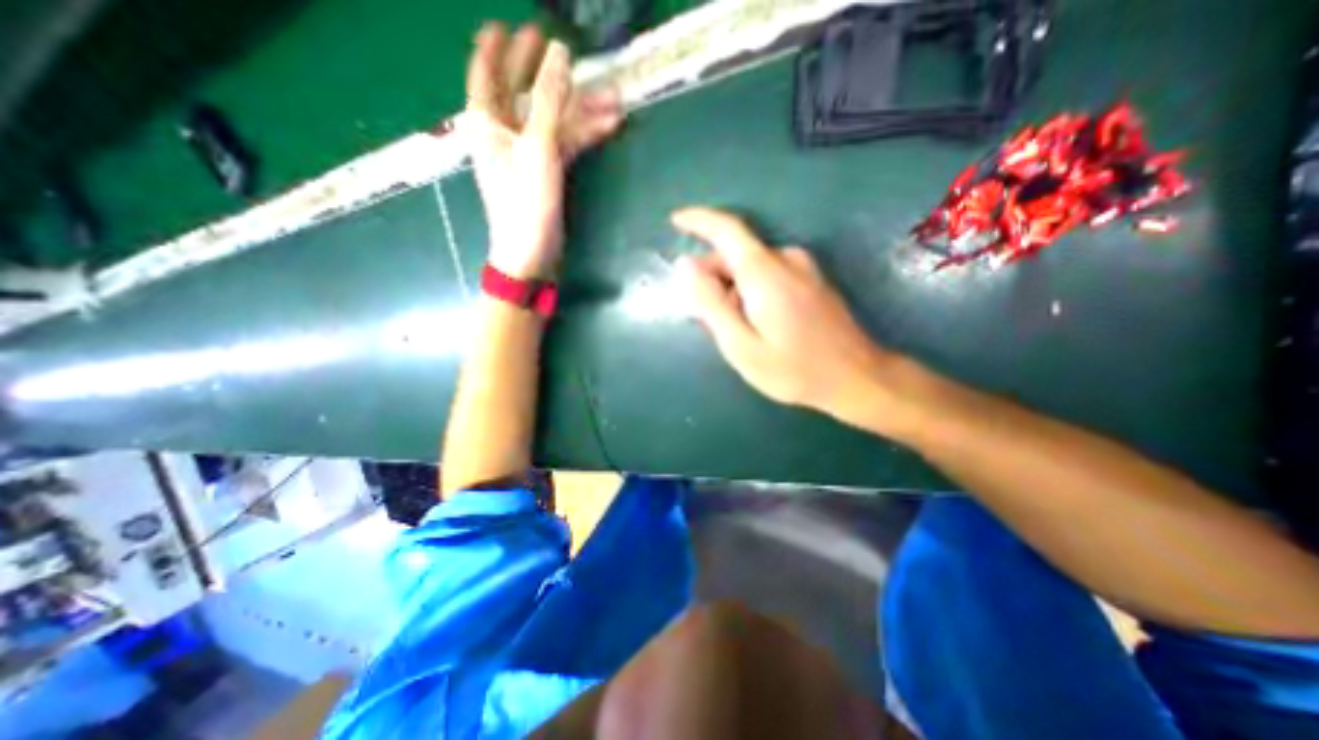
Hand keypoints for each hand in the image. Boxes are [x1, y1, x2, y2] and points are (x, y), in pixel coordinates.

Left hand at [461, 24, 623, 279]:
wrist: (531, 254)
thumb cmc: (525, 202)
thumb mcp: (536, 147)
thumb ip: (548, 100)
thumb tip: (559, 52)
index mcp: (488, 123)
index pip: (486, 74)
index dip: (496, 48)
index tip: (508, 25)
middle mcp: (505, 134)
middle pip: (524, 93)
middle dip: (547, 74)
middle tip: (564, 48)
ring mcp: (528, 154)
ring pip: (554, 121)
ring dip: (582, 110)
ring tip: (615, 98)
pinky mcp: (548, 173)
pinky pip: (566, 144)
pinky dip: (585, 135)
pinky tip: (609, 125)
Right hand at [675, 204, 902, 426]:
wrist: (857, 378)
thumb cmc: (794, 369)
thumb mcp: (741, 345)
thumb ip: (711, 304)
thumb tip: (686, 265)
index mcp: (765, 272)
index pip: (726, 229)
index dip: (698, 221)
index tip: (675, 220)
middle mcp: (786, 259)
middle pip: (736, 254)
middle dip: (712, 278)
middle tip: (706, 320)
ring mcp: (803, 268)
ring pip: (751, 266)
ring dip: (732, 289)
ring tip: (735, 330)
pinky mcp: (812, 279)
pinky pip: (769, 274)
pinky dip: (751, 291)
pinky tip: (756, 324)